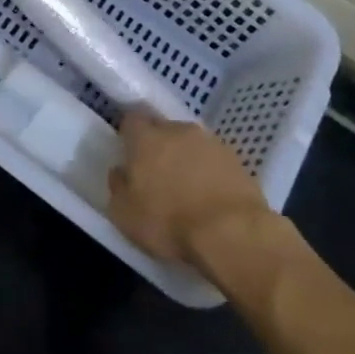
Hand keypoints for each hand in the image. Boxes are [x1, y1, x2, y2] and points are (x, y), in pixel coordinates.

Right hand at [108, 106, 284, 269]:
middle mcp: (177, 130)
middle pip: (163, 129)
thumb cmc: (169, 221)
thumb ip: (118, 186)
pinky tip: (210, 197)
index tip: (130, 155)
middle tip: (158, 175)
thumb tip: (121, 172)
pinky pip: (214, 160)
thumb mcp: (124, 214)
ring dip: (187, 159)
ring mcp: (210, 142)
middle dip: (159, 146)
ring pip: (191, 144)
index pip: (131, 120)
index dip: (130, 136)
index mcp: (145, 138)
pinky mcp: (236, 160)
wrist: (232, 233)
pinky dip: (210, 173)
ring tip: (188, 188)